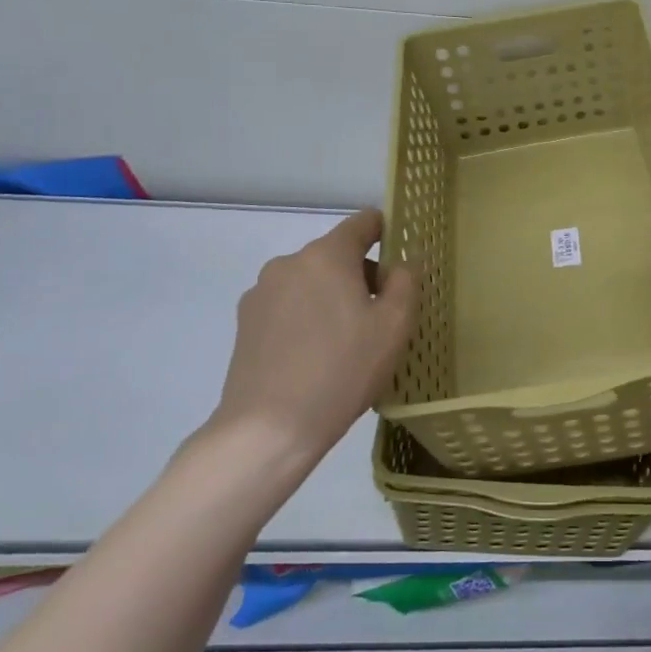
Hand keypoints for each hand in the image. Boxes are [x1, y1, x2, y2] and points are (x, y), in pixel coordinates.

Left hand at [209, 209, 418, 459]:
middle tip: (381, 318)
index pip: (363, 222)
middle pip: (336, 255)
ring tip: (346, 345)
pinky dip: (306, 319)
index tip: (401, 257)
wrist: (268, 429)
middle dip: (361, 276)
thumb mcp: (394, 326)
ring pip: (311, 282)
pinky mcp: (245, 324)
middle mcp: (289, 263)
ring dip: (332, 299)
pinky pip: (288, 307)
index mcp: (327, 255)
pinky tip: (315, 358)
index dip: (386, 231)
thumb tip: (401, 264)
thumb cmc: (342, 370)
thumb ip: (405, 282)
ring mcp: (261, 293)